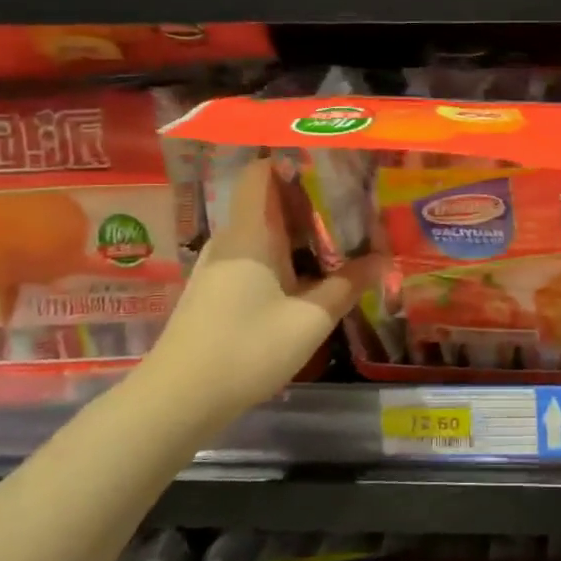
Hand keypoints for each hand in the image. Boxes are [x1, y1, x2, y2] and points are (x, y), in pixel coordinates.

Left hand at [147, 156, 377, 409]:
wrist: (177, 400)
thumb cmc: (247, 349)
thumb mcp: (310, 319)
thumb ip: (348, 285)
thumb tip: (383, 259)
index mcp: (250, 233)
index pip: (260, 172)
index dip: (293, 160)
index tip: (333, 163)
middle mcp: (230, 240)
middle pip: (268, 202)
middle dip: (310, 200)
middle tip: (353, 205)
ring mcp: (218, 267)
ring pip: (262, 232)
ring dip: (298, 233)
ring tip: (341, 239)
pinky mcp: (215, 291)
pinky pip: (254, 257)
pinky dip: (283, 257)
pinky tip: (309, 278)